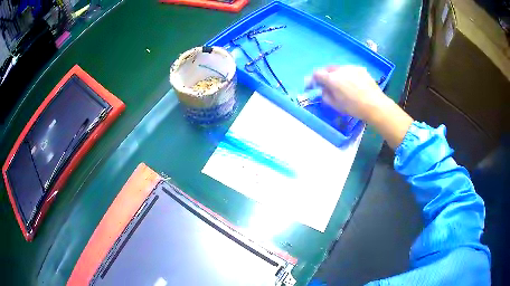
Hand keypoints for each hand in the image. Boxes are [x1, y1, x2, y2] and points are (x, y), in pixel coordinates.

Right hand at [310, 65, 412, 148]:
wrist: (375, 105)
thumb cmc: (354, 108)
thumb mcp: (336, 105)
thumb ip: (325, 96)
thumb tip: (323, 90)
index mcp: (332, 79)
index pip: (317, 74)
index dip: (312, 79)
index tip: (311, 85)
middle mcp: (340, 70)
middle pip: (327, 69)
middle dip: (324, 76)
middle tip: (326, 84)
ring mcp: (351, 68)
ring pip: (339, 69)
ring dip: (336, 75)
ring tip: (341, 84)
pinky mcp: (360, 69)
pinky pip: (349, 70)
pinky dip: (347, 75)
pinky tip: (352, 84)